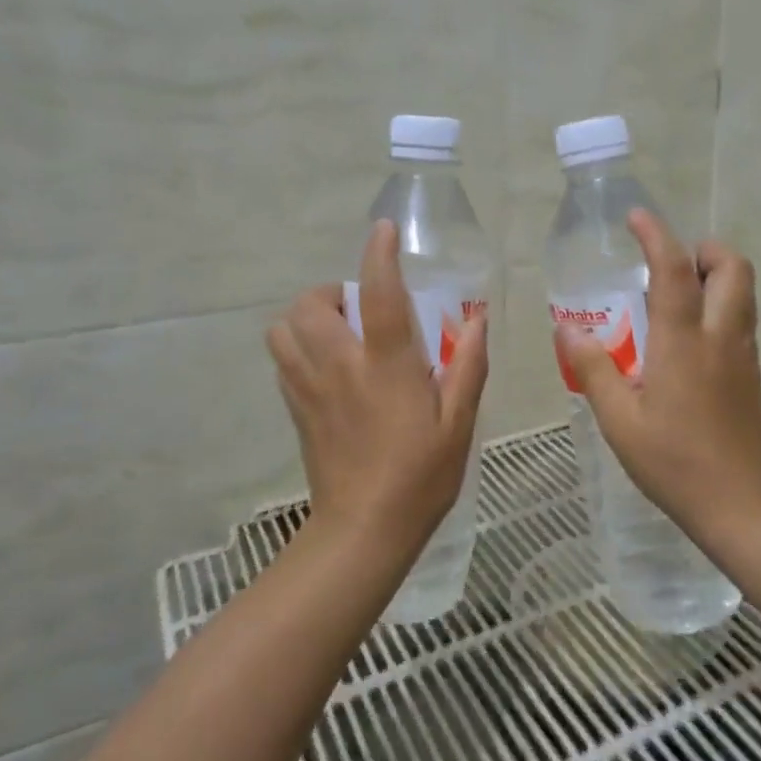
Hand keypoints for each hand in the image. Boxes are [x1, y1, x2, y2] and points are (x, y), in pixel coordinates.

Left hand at [267, 221, 488, 551]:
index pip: (379, 295)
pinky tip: (326, 366)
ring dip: (306, 317)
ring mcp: (311, 388)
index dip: (379, 255)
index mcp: (387, 366)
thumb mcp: (459, 423)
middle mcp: (341, 367)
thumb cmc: (421, 476)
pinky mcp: (296, 409)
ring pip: (284, 329)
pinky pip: (282, 360)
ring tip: (338, 332)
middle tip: (359, 307)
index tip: (383, 230)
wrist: (364, 530)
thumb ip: (469, 367)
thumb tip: (478, 320)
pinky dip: (297, 347)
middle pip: (312, 305)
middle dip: (331, 291)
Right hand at [555, 210, 760, 532]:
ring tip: (673, 295)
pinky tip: (687, 337)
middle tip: (667, 264)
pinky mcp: (750, 373)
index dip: (656, 234)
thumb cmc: (673, 461)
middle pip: (732, 267)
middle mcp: (720, 336)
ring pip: (743, 291)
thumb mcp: (619, 420)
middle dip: (704, 249)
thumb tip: (567, 329)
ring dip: (715, 275)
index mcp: (683, 341)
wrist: (740, 504)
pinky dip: (720, 304)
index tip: (636, 217)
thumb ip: (593, 369)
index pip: (674, 269)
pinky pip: (741, 318)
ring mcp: (742, 354)